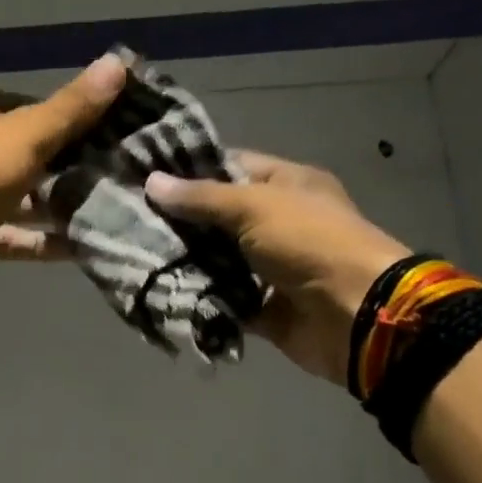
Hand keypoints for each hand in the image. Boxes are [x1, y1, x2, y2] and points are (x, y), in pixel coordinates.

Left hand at [0, 56, 126, 292]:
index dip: (32, 109)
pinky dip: (39, 243)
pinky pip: (11, 237)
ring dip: (49, 207)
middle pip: (13, 155)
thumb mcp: (29, 132)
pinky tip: (74, 248)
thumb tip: (119, 63)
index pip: (0, 103)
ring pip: (14, 200)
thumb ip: (72, 107)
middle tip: (98, 169)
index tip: (72, 122)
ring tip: (96, 210)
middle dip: (52, 164)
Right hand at [145, 154, 410, 385]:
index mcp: (287, 185)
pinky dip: (198, 299)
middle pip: (218, 219)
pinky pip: (222, 300)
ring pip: (216, 262)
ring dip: (182, 263)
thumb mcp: (255, 207)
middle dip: (178, 223)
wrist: (353, 314)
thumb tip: (151, 182)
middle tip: (128, 222)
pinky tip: (158, 292)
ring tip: (134, 257)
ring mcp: (269, 268)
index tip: (144, 178)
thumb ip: (202, 198)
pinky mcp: (261, 308)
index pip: (231, 168)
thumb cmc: (310, 243)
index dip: (190, 172)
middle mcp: (277, 223)